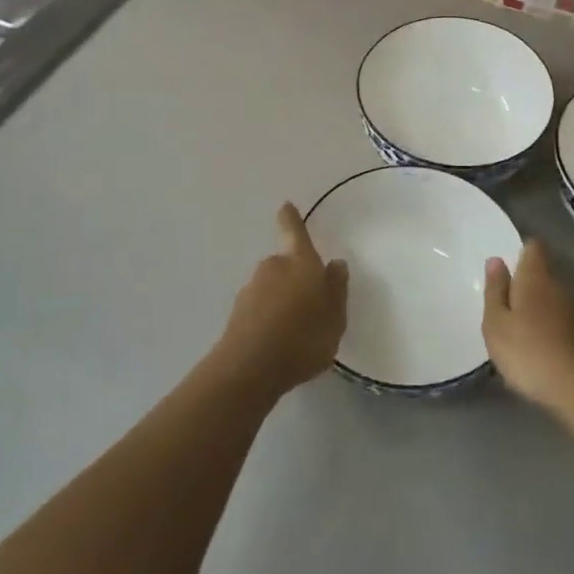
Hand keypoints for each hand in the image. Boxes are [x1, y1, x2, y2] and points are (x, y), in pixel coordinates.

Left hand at [217, 203, 348, 395]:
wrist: (250, 367)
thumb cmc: (303, 336)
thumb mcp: (335, 316)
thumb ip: (336, 289)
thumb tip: (335, 264)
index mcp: (300, 262)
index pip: (295, 232)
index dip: (291, 219)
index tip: (285, 206)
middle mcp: (273, 268)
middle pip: (285, 265)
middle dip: (295, 278)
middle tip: (311, 304)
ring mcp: (251, 290)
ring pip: (271, 289)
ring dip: (281, 302)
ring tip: (297, 333)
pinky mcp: (237, 315)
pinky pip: (260, 310)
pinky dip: (269, 320)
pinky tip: (278, 344)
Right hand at [483, 239, 573, 410]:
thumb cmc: (527, 351)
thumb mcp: (496, 324)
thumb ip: (495, 290)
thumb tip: (496, 260)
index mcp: (535, 277)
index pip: (533, 247)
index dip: (522, 252)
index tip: (509, 269)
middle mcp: (561, 285)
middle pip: (544, 273)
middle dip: (528, 283)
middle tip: (509, 306)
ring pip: (556, 298)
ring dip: (542, 307)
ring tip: (525, 330)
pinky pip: (567, 320)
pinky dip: (555, 327)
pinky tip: (545, 348)